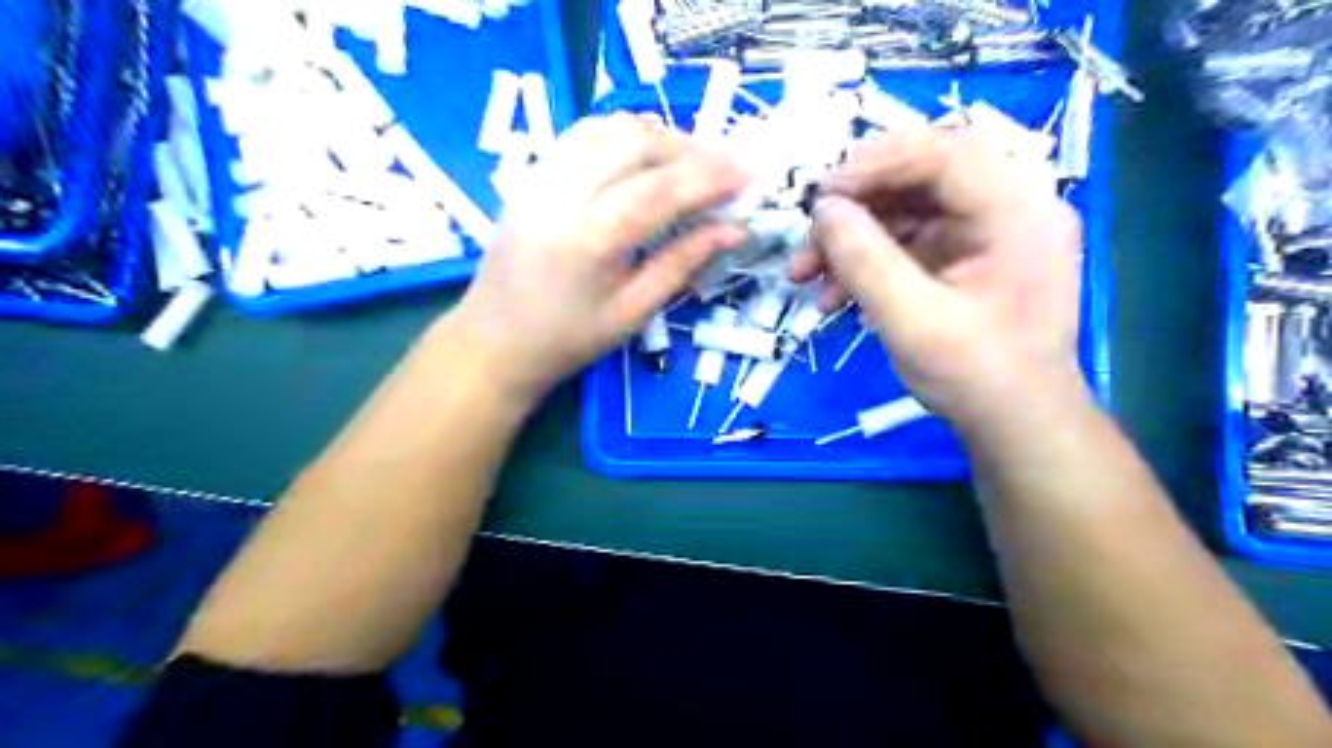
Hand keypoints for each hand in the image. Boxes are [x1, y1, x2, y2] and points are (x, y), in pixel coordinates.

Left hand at [450, 115, 746, 406]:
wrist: (495, 342)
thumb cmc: (568, 341)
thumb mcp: (633, 312)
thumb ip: (683, 264)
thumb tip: (735, 230)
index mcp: (590, 238)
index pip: (662, 189)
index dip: (711, 177)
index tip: (749, 174)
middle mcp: (561, 194)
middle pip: (636, 144)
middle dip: (690, 149)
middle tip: (725, 168)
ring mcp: (539, 178)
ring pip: (608, 128)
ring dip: (657, 136)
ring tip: (691, 161)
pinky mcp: (529, 176)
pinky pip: (582, 136)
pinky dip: (622, 136)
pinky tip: (644, 156)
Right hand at [790, 125, 1080, 431]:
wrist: (1015, 425)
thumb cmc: (977, 378)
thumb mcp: (914, 322)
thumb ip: (866, 261)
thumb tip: (824, 210)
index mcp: (1019, 213)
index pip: (947, 154)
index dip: (878, 164)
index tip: (822, 196)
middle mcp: (1008, 210)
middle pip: (922, 177)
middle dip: (857, 205)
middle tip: (810, 233)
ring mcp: (985, 234)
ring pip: (906, 210)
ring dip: (852, 238)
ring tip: (807, 275)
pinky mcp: (963, 258)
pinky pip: (907, 242)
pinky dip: (866, 262)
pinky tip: (835, 295)